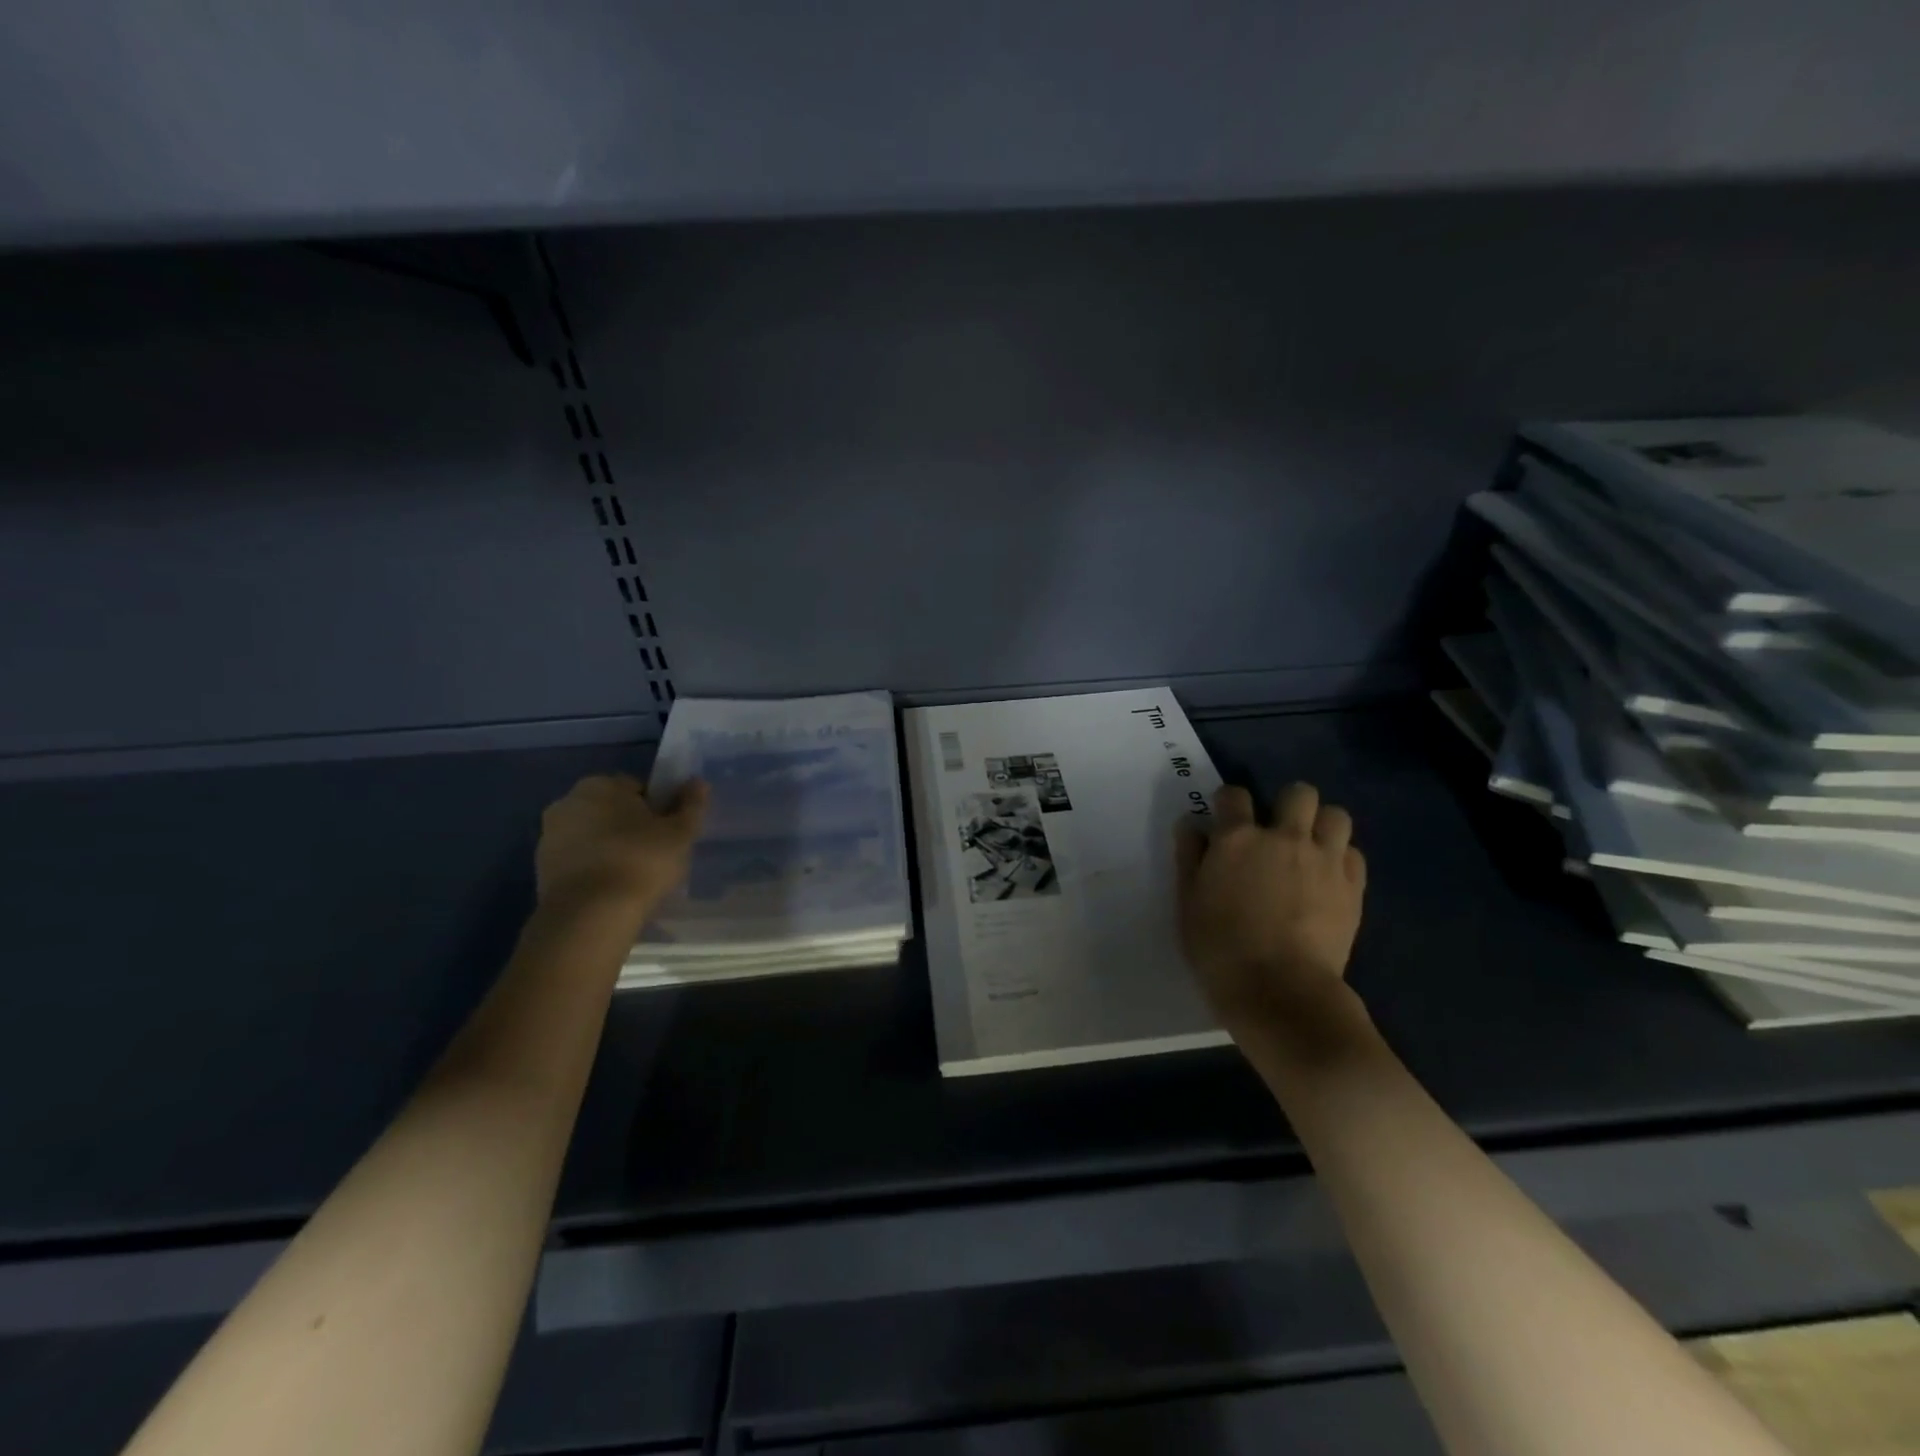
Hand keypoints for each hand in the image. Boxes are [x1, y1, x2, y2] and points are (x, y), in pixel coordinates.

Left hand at [535, 774, 707, 923]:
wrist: (590, 916)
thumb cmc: (641, 861)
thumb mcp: (680, 832)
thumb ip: (691, 804)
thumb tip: (698, 782)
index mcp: (600, 784)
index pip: (637, 788)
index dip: (657, 808)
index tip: (668, 831)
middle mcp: (567, 802)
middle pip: (611, 810)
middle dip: (629, 826)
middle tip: (655, 853)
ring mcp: (549, 837)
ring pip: (592, 836)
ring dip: (610, 847)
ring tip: (635, 875)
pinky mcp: (541, 869)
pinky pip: (578, 861)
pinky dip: (594, 869)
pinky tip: (613, 889)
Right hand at [1175, 782, 1366, 1035]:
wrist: (1280, 993)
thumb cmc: (1220, 949)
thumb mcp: (1188, 902)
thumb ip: (1190, 857)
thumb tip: (1192, 824)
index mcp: (1238, 839)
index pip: (1234, 795)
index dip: (1228, 802)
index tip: (1225, 819)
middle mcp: (1285, 838)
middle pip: (1299, 793)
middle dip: (1287, 804)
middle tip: (1276, 831)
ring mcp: (1324, 861)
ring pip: (1336, 815)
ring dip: (1321, 825)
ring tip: (1309, 848)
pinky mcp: (1353, 888)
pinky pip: (1354, 854)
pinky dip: (1340, 858)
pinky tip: (1327, 878)